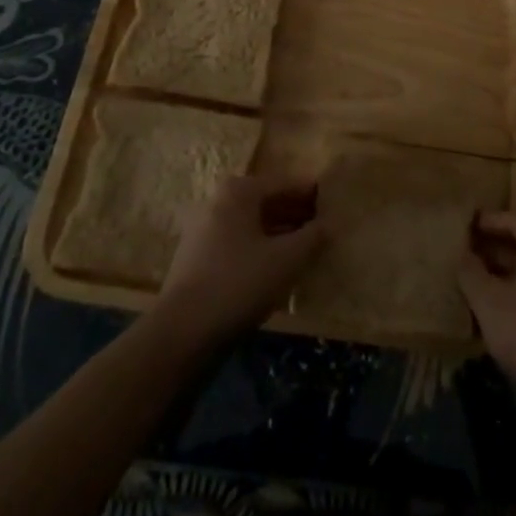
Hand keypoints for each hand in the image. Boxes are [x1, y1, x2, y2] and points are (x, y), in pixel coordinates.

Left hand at [152, 173, 323, 349]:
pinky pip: (238, 244)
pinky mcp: (198, 259)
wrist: (182, 331)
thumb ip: (312, 237)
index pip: (283, 183)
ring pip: (252, 225)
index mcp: (238, 191)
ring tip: (306, 249)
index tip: (332, 201)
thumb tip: (329, 224)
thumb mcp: (287, 259)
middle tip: (323, 226)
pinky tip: (277, 269)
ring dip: (279, 234)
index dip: (310, 193)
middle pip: (266, 202)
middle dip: (295, 214)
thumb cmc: (239, 282)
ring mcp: (204, 231)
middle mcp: (218, 202)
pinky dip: (260, 250)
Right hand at [460, 211, 515, 425]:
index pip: (514, 218)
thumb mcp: (489, 302)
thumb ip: (470, 272)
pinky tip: (501, 312)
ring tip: (476, 283)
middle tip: (465, 254)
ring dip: (508, 273)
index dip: (487, 221)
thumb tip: (461, 253)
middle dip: (495, 248)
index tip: (463, 226)